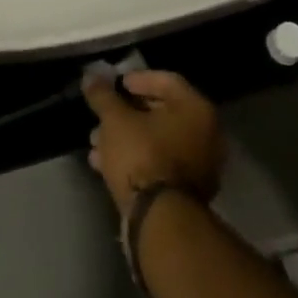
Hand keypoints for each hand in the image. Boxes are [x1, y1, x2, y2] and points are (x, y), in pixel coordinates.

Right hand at [82, 70, 224, 215]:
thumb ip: (103, 95)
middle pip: (161, 112)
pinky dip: (135, 160)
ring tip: (95, 142)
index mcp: (196, 109)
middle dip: (126, 113)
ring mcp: (199, 166)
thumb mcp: (115, 120)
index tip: (115, 85)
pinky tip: (103, 165)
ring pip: (157, 141)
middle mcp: (206, 134)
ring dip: (125, 138)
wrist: (159, 222)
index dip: (137, 79)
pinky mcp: (187, 193)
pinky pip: (159, 164)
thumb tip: (90, 76)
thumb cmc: (142, 156)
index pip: (166, 81)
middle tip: (102, 114)